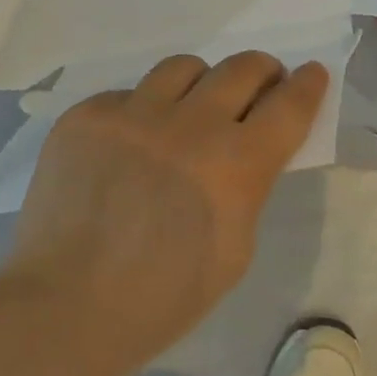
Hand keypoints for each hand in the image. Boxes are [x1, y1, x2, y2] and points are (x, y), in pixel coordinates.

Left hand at [8, 52, 329, 375]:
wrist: (65, 308)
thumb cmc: (164, 298)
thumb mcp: (235, 249)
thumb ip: (248, 187)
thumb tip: (245, 149)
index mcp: (235, 165)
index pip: (288, 105)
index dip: (307, 85)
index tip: (312, 73)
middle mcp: (189, 125)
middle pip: (242, 68)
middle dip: (262, 72)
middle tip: (259, 86)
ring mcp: (132, 114)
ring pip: (184, 67)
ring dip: (201, 84)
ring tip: (191, 110)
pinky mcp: (86, 116)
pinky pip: (128, 95)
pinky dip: (141, 113)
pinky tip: (129, 147)